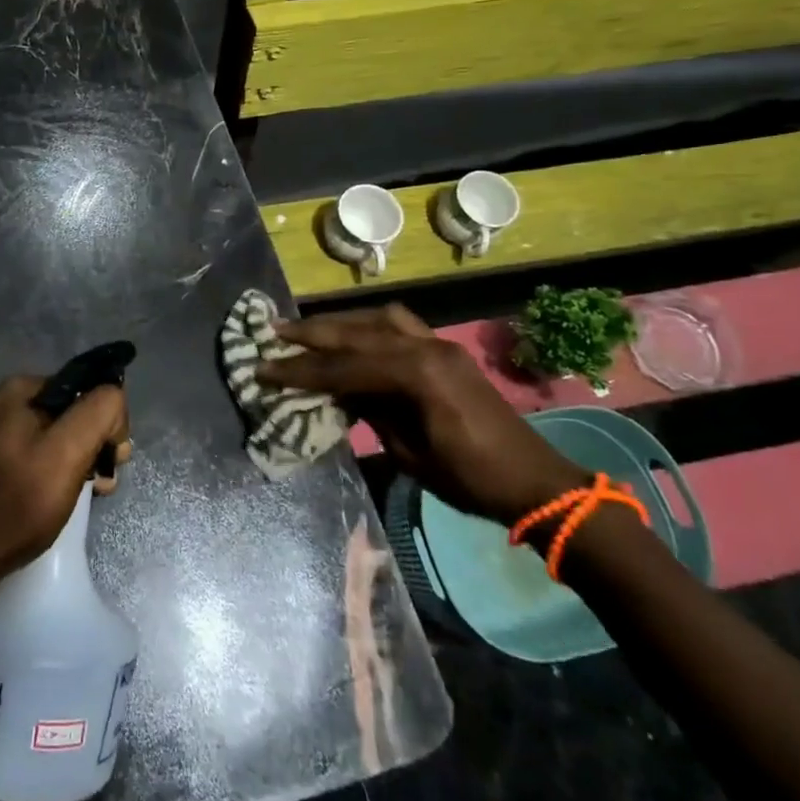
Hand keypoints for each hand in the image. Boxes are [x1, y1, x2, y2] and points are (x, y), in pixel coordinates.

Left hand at [0, 376, 131, 591]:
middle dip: (84, 444)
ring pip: (37, 436)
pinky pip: (14, 454)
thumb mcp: (68, 454)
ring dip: (62, 460)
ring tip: (69, 497)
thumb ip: (97, 412)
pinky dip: (33, 470)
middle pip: (58, 414)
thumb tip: (113, 397)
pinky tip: (36, 499)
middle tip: (96, 485)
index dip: (102, 424)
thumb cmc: (16, 505)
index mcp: (13, 389)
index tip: (109, 463)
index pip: (80, 391)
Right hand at [259, 304, 587, 524]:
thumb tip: (338, 393)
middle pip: (356, 334)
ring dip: (339, 322)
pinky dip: (369, 324)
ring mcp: (439, 345)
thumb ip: (371, 415)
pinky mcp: (446, 351)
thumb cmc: (471, 479)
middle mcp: (426, 349)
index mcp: (416, 375)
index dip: (300, 371)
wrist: (535, 481)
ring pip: (377, 319)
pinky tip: (353, 332)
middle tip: (274, 331)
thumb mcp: (410, 454)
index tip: (264, 369)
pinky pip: (400, 325)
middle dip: (311, 334)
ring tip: (307, 328)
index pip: (343, 367)